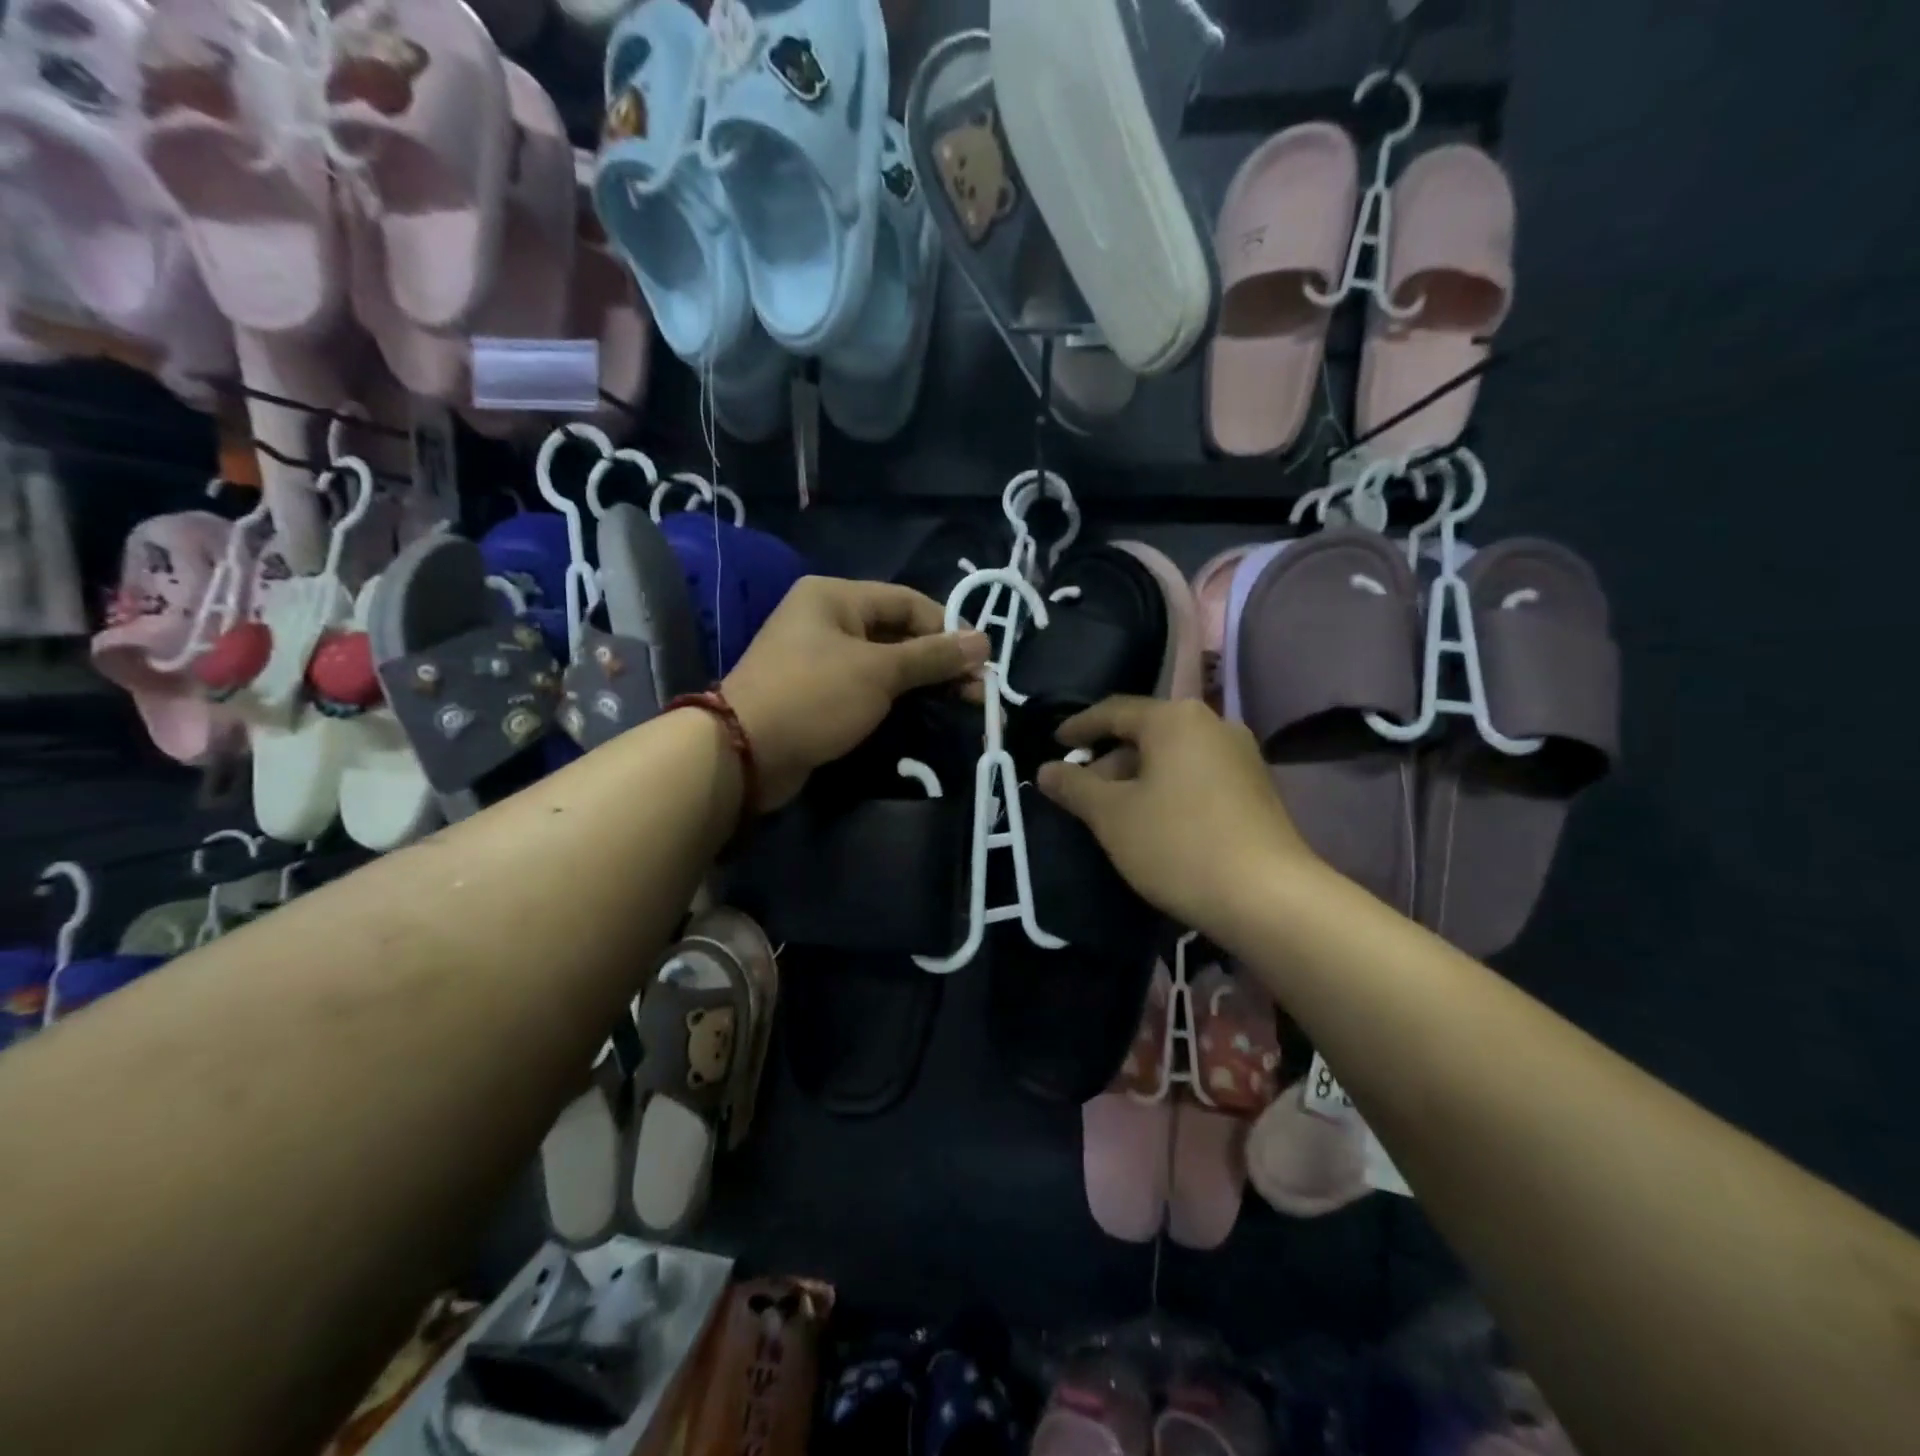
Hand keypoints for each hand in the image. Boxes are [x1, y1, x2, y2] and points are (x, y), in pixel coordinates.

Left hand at [722, 576, 988, 810]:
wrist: (744, 752)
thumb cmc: (814, 697)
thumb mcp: (879, 672)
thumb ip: (932, 656)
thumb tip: (984, 641)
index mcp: (835, 596)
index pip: (908, 602)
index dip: (948, 629)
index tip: (982, 662)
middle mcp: (827, 620)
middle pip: (898, 633)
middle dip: (940, 661)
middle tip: (978, 693)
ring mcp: (820, 659)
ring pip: (885, 664)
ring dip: (923, 683)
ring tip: (961, 706)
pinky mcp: (818, 694)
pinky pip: (867, 687)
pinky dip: (897, 698)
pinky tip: (925, 714)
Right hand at [1036, 696, 1318, 934]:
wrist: (1268, 898)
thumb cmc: (1178, 844)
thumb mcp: (1112, 816)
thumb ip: (1074, 787)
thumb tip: (1045, 770)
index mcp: (1175, 719)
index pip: (1115, 711)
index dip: (1080, 727)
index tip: (1055, 742)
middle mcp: (1212, 725)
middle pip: (1146, 733)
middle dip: (1108, 760)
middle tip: (1080, 790)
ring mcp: (1240, 757)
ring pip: (1172, 757)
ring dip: (1137, 778)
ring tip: (1112, 812)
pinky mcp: (1256, 789)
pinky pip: (1197, 776)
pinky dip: (1167, 790)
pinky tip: (1153, 823)